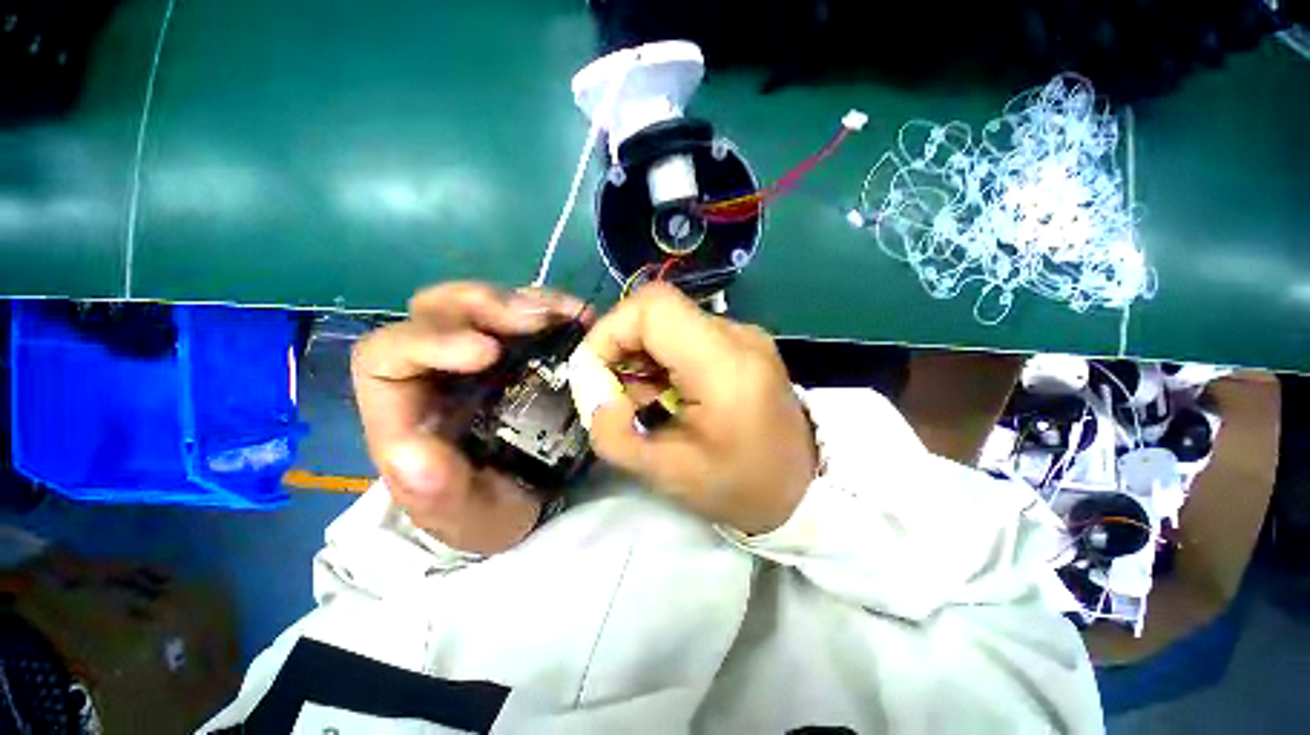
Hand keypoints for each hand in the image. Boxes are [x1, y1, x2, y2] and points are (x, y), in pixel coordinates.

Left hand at [351, 282, 589, 553]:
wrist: (533, 500)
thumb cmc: (491, 512)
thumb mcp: (467, 518)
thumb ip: (436, 496)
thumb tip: (412, 454)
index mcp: (407, 410)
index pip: (386, 356)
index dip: (430, 341)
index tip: (489, 352)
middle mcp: (439, 370)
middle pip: (436, 311)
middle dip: (483, 306)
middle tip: (536, 319)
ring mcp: (483, 355)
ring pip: (482, 303)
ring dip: (525, 301)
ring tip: (568, 314)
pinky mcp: (520, 350)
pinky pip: (527, 313)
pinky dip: (553, 308)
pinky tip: (579, 316)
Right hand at [574, 283, 817, 534]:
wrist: (801, 488)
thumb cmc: (739, 487)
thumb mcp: (667, 473)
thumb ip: (614, 435)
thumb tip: (593, 393)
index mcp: (724, 364)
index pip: (654, 308)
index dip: (611, 330)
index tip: (595, 373)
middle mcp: (738, 336)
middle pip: (658, 309)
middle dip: (620, 344)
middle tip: (613, 391)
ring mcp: (744, 336)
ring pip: (669, 320)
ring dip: (640, 353)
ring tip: (641, 398)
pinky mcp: (742, 344)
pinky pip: (686, 333)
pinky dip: (660, 357)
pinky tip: (664, 392)